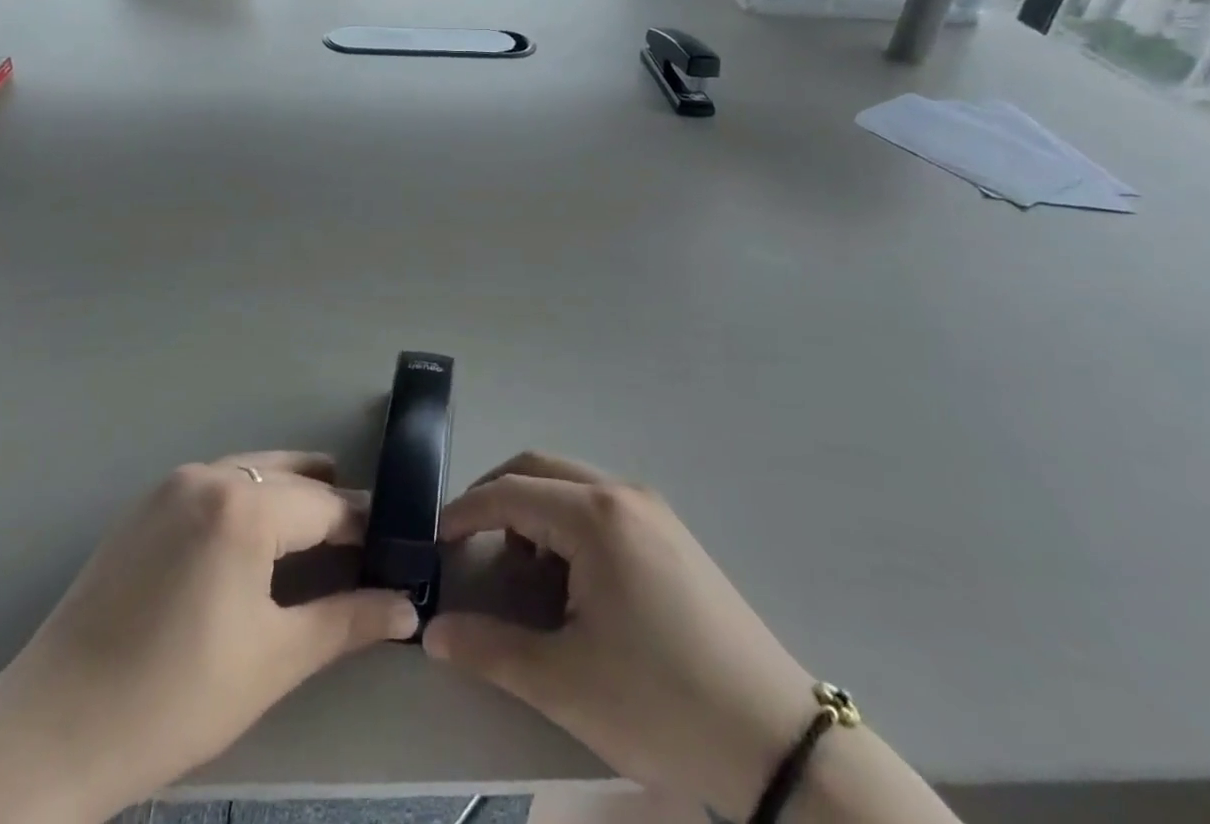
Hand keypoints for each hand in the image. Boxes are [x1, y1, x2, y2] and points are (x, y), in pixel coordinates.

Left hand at [0, 452, 417, 823]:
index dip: (364, 526)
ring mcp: (170, 484)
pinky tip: (251, 539)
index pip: (327, 505)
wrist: (50, 730)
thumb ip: (347, 622)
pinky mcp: (143, 504)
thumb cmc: (175, 698)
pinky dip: (246, 497)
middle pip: (290, 477)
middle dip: (329, 503)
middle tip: (361, 539)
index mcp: (245, 506)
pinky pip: (214, 483)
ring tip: (315, 532)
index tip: (393, 546)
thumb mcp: (273, 661)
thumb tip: (408, 607)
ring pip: (251, 472)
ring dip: (288, 493)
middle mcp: (210, 475)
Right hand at [424, 453, 818, 819]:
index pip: (510, 491)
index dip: (465, 512)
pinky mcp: (672, 534)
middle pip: (540, 469)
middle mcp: (623, 494)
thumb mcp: (564, 682)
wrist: (777, 741)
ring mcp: (653, 510)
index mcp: (595, 516)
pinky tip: (573, 581)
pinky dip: (568, 524)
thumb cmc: (661, 703)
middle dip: (496, 497)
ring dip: (535, 511)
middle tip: (468, 541)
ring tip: (525, 574)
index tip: (435, 541)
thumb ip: (490, 649)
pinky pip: (602, 506)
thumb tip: (432, 633)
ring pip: (572, 485)